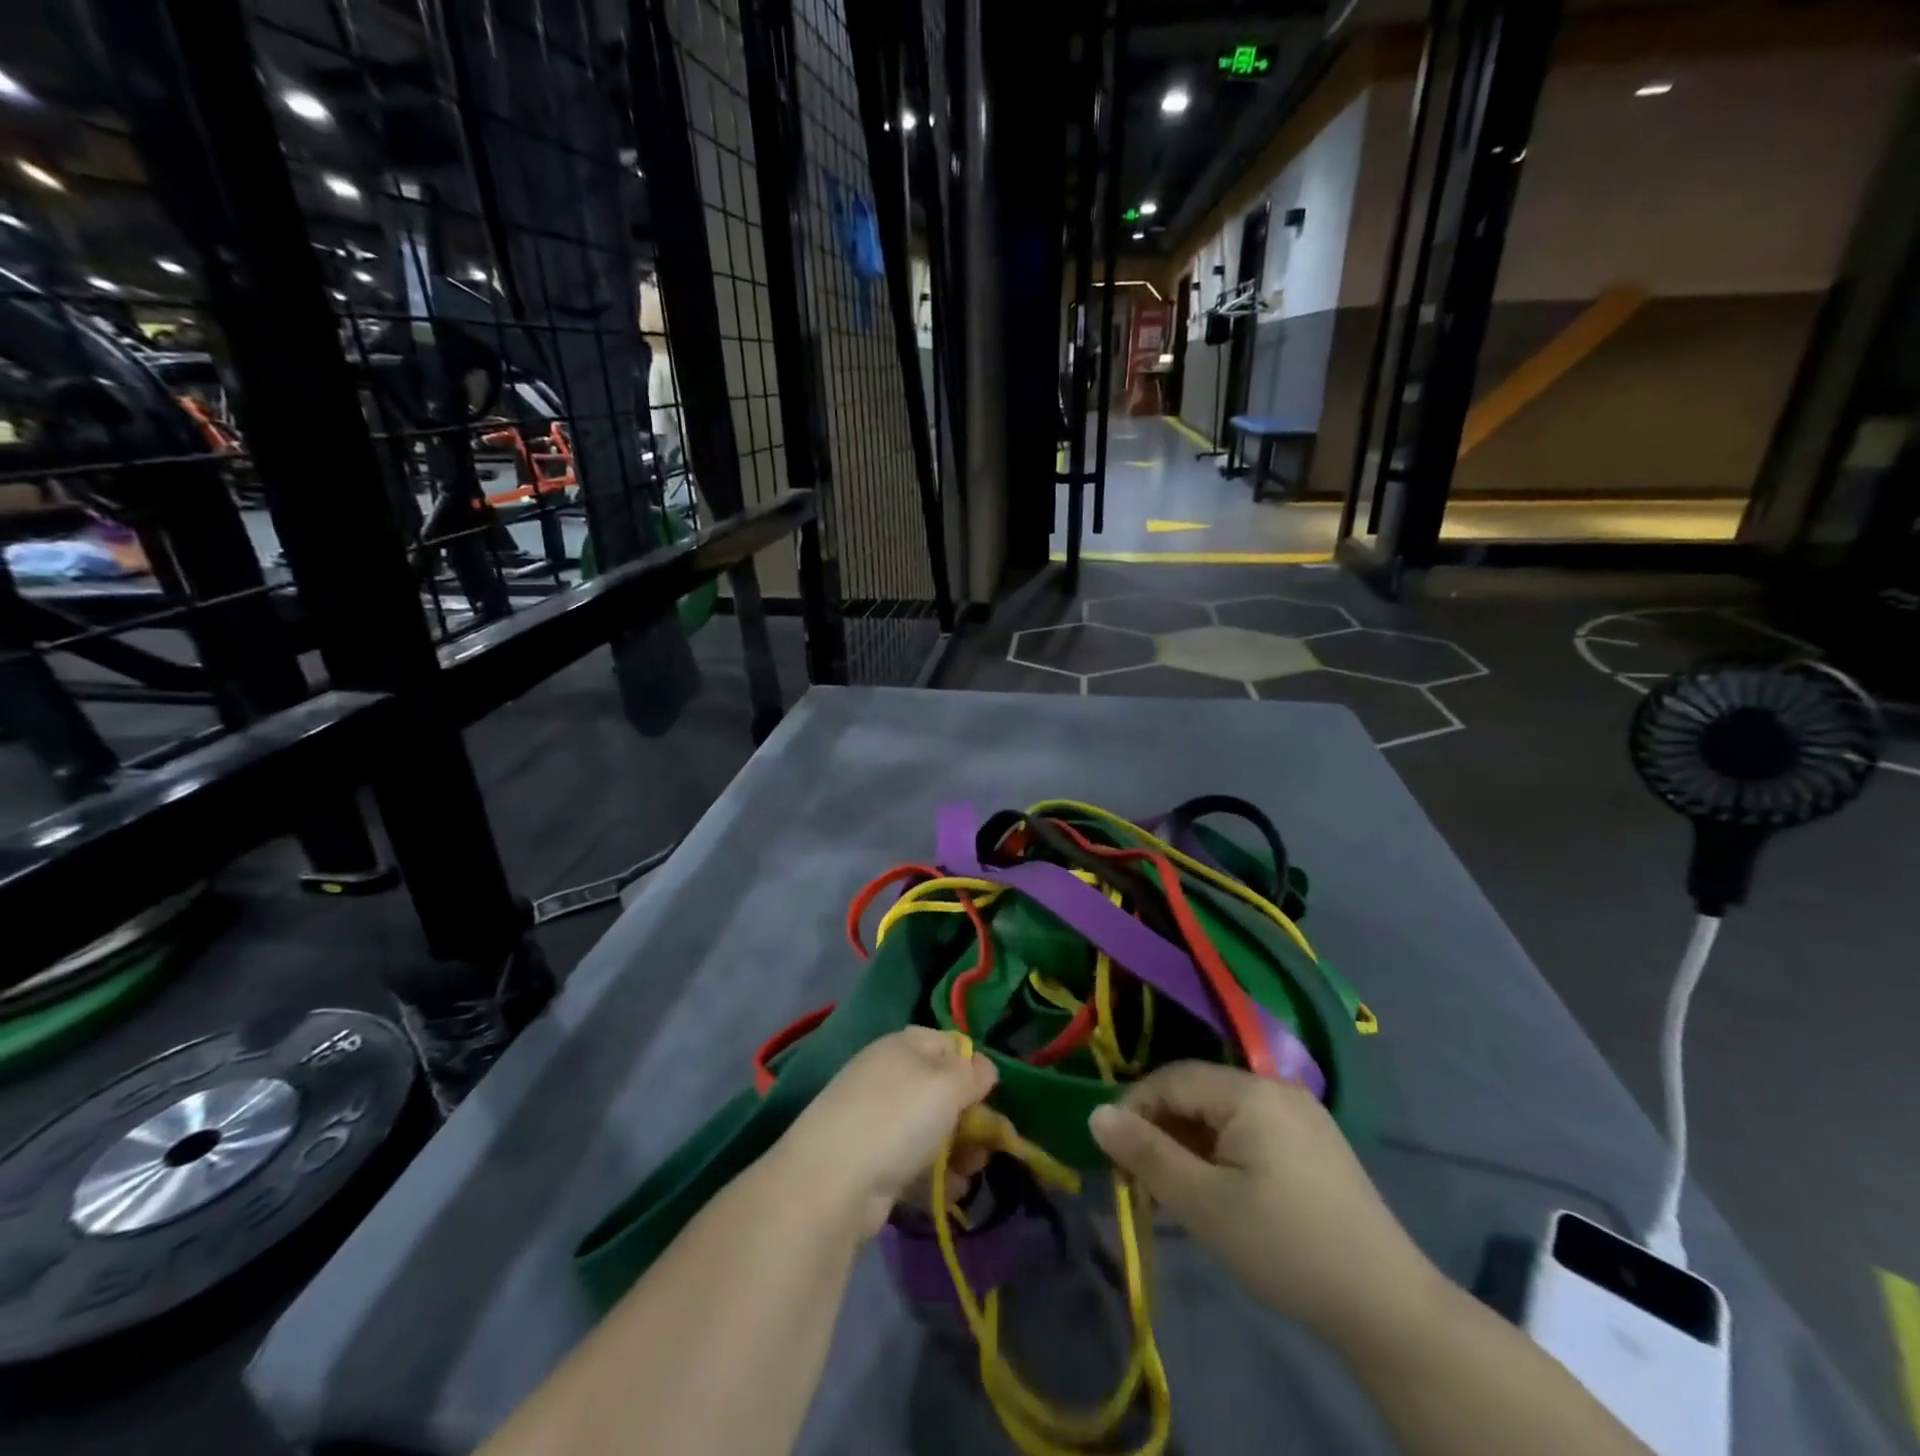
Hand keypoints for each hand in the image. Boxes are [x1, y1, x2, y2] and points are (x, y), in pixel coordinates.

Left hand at [771, 1028, 997, 1235]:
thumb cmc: (898, 1117)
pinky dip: (934, 1178)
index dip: (972, 1066)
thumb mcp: (947, 1085)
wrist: (833, 1181)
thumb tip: (984, 1066)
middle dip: (969, 1119)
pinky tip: (950, 1194)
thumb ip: (972, 1073)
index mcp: (903, 1047)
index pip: (947, 1044)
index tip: (990, 1094)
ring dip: (957, 1152)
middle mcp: (888, 1077)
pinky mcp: (871, 1162)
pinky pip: (913, 1164)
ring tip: (971, 1173)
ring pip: (930, 1131)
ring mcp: (877, 1121)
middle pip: (941, 1091)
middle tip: (988, 1145)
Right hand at [1089, 1061, 1440, 1347]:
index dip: (1135, 1111)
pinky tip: (1220, 1191)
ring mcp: (1300, 1113)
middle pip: (1197, 1093)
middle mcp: (1275, 1087)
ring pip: (1222, 1113)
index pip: (1171, 1080)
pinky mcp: (1314, 1141)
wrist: (1388, 1305)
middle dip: (1163, 1131)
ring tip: (1177, 1191)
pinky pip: (1250, 1129)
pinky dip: (1223, 1151)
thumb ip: (1147, 1154)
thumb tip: (1096, 1114)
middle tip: (1144, 1181)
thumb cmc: (1285, 1246)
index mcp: (1249, 1090)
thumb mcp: (1204, 1205)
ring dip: (1191, 1144)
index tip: (1116, 1157)